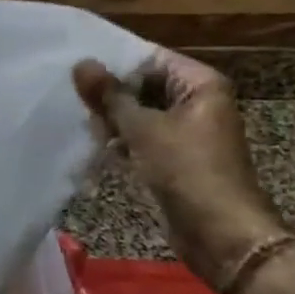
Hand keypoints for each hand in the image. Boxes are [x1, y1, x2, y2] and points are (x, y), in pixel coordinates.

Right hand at [73, 50, 288, 290]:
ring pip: (139, 113)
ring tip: (82, 122)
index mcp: (200, 84)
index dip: (113, 62)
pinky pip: (142, 138)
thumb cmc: (187, 171)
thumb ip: (109, 96)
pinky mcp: (175, 157)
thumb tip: (81, 63)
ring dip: (112, 119)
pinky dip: (121, 140)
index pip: (149, 58)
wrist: (222, 235)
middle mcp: (196, 102)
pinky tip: (96, 144)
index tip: (75, 65)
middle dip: (110, 94)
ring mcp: (186, 131)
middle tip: (73, 99)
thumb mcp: (143, 129)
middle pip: (143, 85)